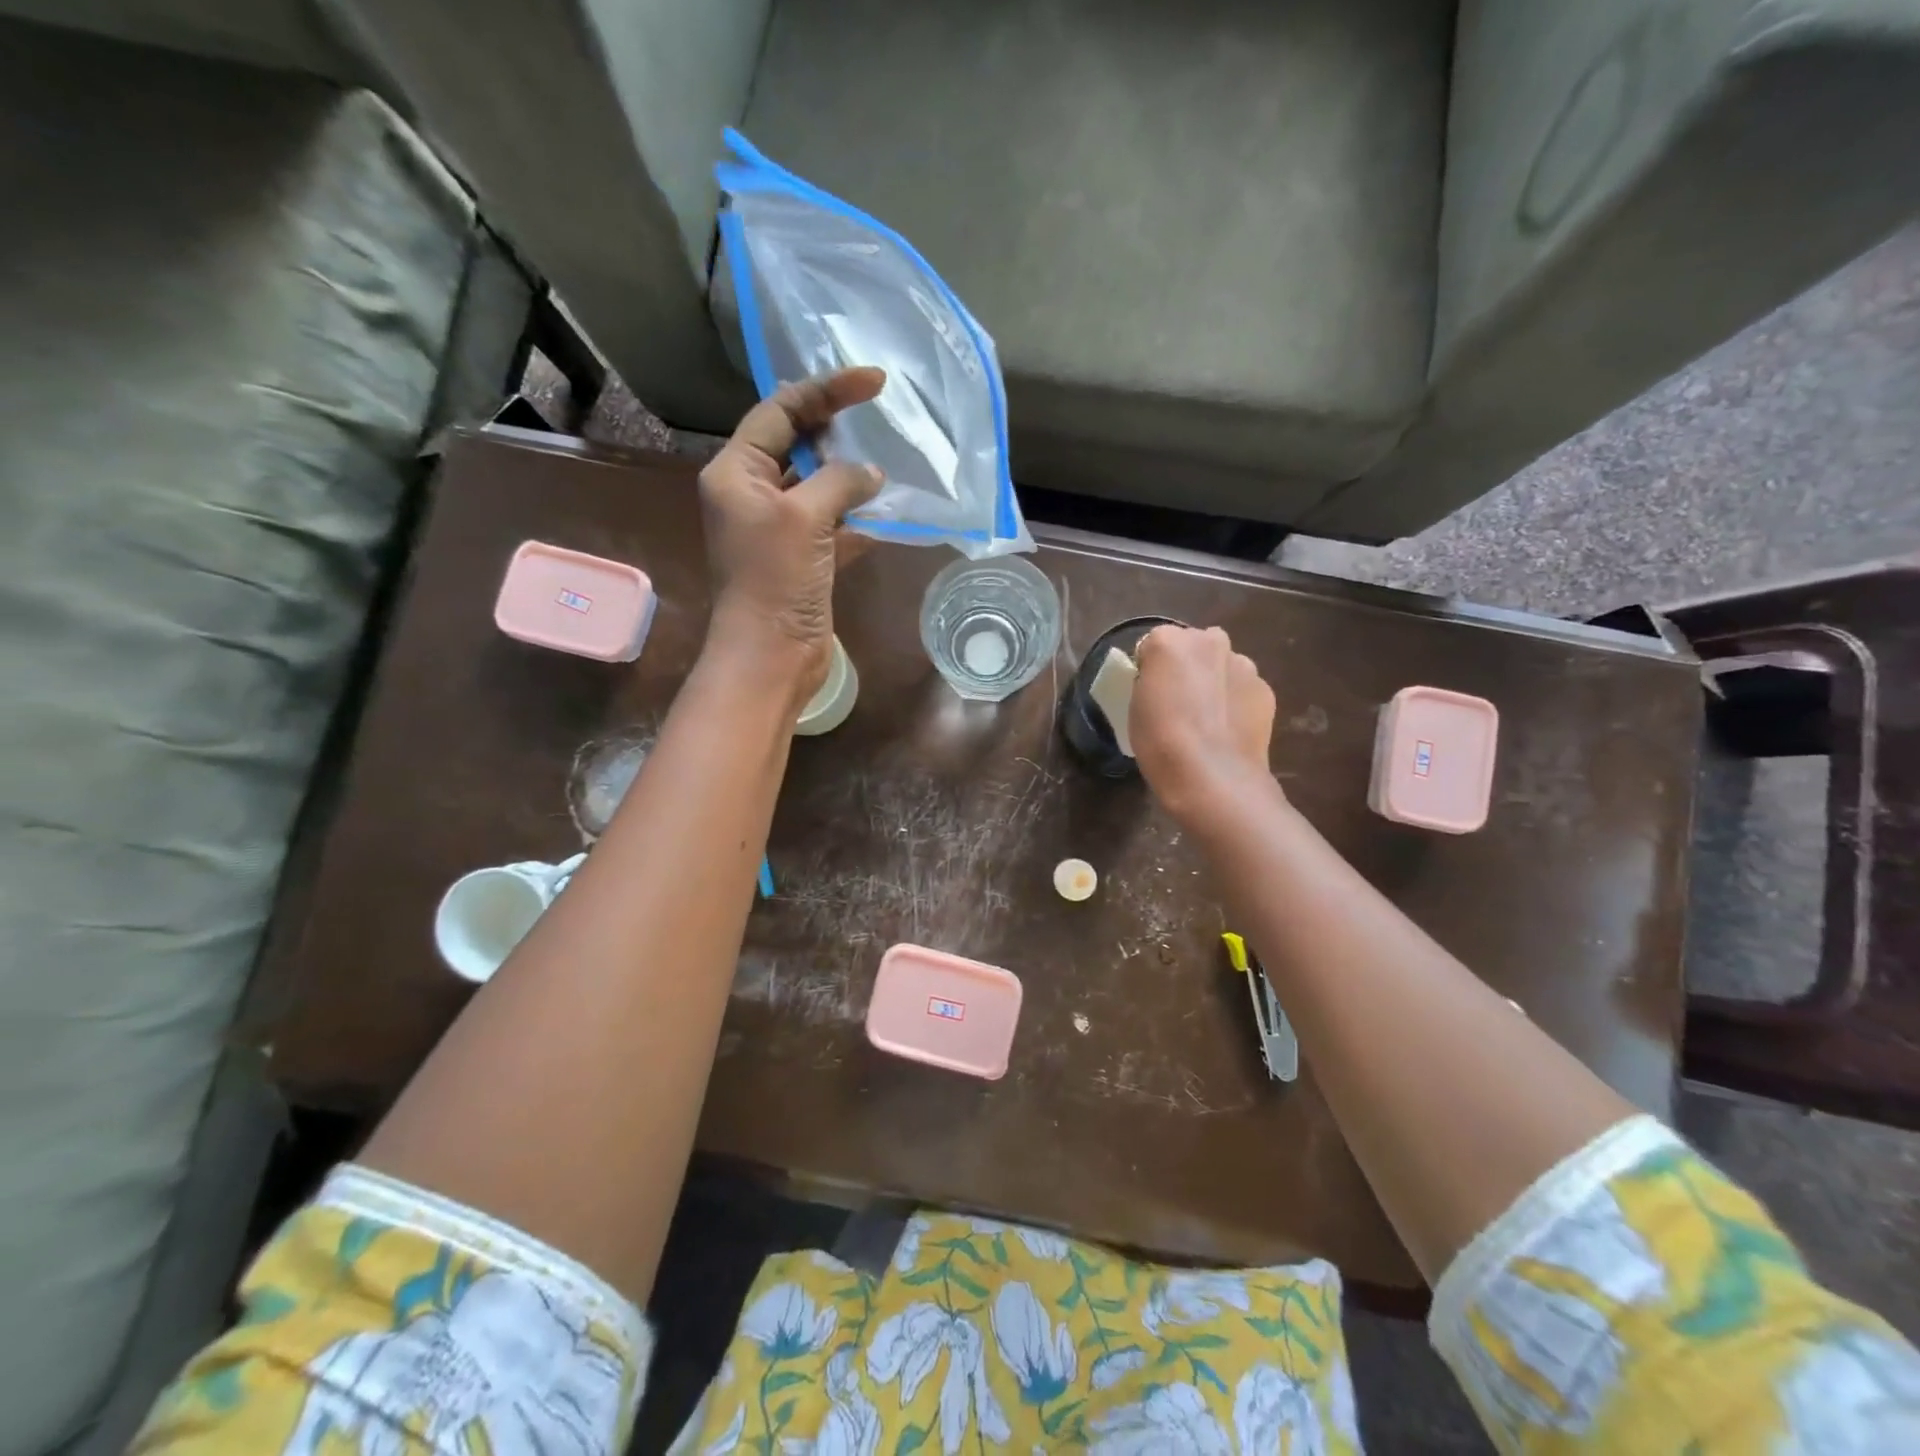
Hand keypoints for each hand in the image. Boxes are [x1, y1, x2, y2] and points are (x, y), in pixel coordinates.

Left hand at [698, 367, 886, 706]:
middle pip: (796, 444)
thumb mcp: (804, 517)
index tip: (873, 380)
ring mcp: (778, 528)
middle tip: (880, 413)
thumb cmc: (774, 579)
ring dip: (851, 475)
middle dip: (836, 428)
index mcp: (736, 472)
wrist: (770, 655)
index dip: (826, 390)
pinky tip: (889, 510)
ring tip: (890, 456)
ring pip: (818, 486)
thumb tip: (872, 473)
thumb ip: (840, 481)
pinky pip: (833, 524)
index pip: (780, 411)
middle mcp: (752, 494)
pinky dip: (858, 517)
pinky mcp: (802, 558)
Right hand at [1131, 625, 1276, 824]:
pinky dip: (1235, 701)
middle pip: (1193, 646)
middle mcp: (1210, 641)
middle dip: (1187, 666)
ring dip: (1214, 680)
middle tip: (1179, 701)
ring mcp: (1242, 663)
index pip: (1153, 644)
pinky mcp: (1265, 689)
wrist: (1211, 777)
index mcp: (1169, 641)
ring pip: (1222, 664)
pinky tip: (1227, 730)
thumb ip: (1150, 680)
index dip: (1150, 668)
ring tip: (1206, 718)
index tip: (1149, 693)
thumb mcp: (1136, 706)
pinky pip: (1242, 688)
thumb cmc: (1160, 742)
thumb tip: (1165, 680)